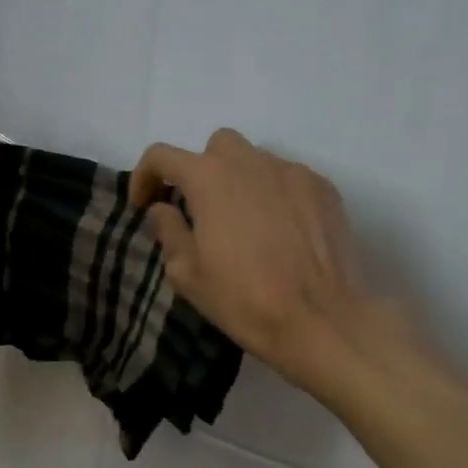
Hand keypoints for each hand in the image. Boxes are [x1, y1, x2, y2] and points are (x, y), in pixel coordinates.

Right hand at [129, 129, 417, 391]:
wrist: (320, 320)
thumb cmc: (243, 300)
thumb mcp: (188, 275)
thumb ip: (169, 232)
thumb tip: (164, 209)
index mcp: (209, 179)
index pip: (162, 156)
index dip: (144, 177)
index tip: (143, 205)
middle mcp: (251, 162)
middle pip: (216, 147)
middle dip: (200, 171)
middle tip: (199, 211)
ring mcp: (293, 172)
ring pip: (256, 160)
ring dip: (239, 182)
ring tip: (243, 224)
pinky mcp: (324, 189)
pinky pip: (288, 179)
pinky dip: (274, 195)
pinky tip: (279, 232)